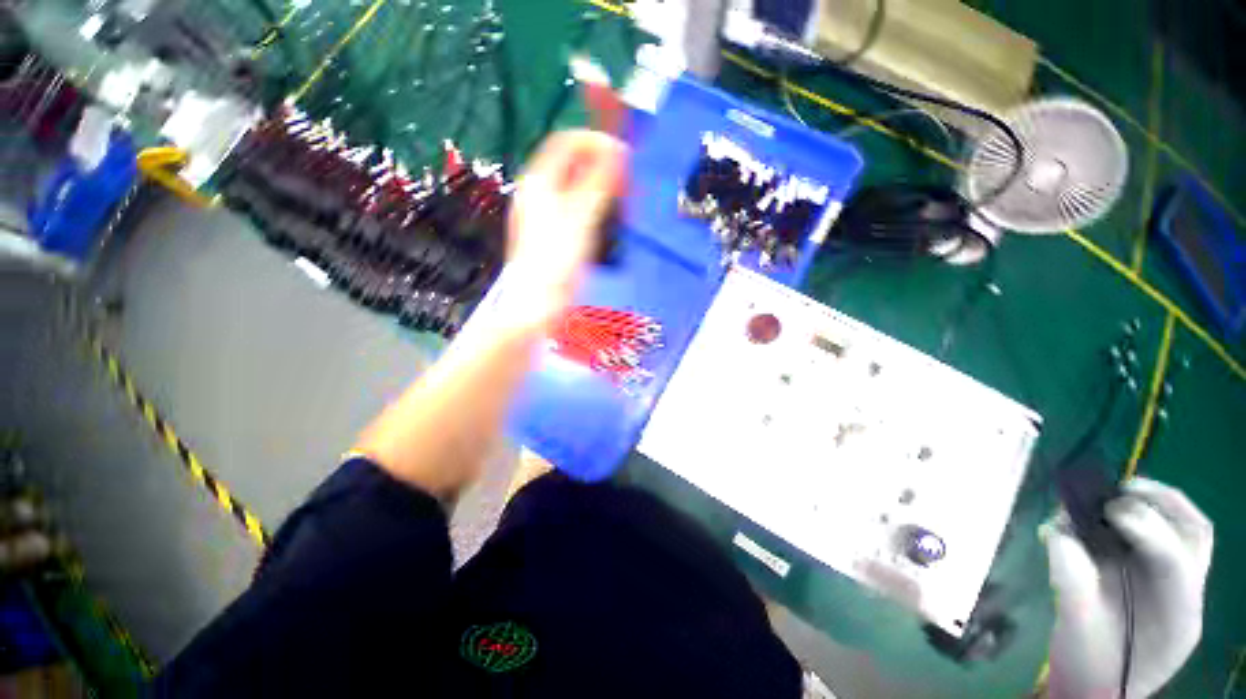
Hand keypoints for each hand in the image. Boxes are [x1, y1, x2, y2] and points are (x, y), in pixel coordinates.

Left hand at [504, 130, 626, 326]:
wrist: (539, 302)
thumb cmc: (557, 260)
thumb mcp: (581, 218)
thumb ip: (599, 182)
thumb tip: (617, 151)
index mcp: (539, 182)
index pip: (567, 142)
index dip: (596, 143)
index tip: (624, 157)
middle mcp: (540, 192)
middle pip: (574, 165)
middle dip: (603, 168)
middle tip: (629, 184)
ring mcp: (547, 213)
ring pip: (579, 187)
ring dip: (604, 189)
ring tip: (625, 203)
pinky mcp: (556, 233)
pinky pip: (580, 208)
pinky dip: (598, 208)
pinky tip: (611, 221)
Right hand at [1042, 478, 1212, 697]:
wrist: (1097, 689)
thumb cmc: (1087, 666)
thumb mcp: (1075, 627)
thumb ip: (1069, 578)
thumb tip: (1056, 530)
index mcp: (1176, 617)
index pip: (1176, 560)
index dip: (1145, 528)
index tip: (1105, 510)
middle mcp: (1188, 596)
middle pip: (1195, 533)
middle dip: (1159, 503)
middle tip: (1114, 492)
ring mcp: (1181, 587)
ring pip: (1190, 530)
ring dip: (1159, 503)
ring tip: (1118, 493)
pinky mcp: (1164, 581)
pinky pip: (1172, 537)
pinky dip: (1151, 515)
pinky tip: (1115, 515)